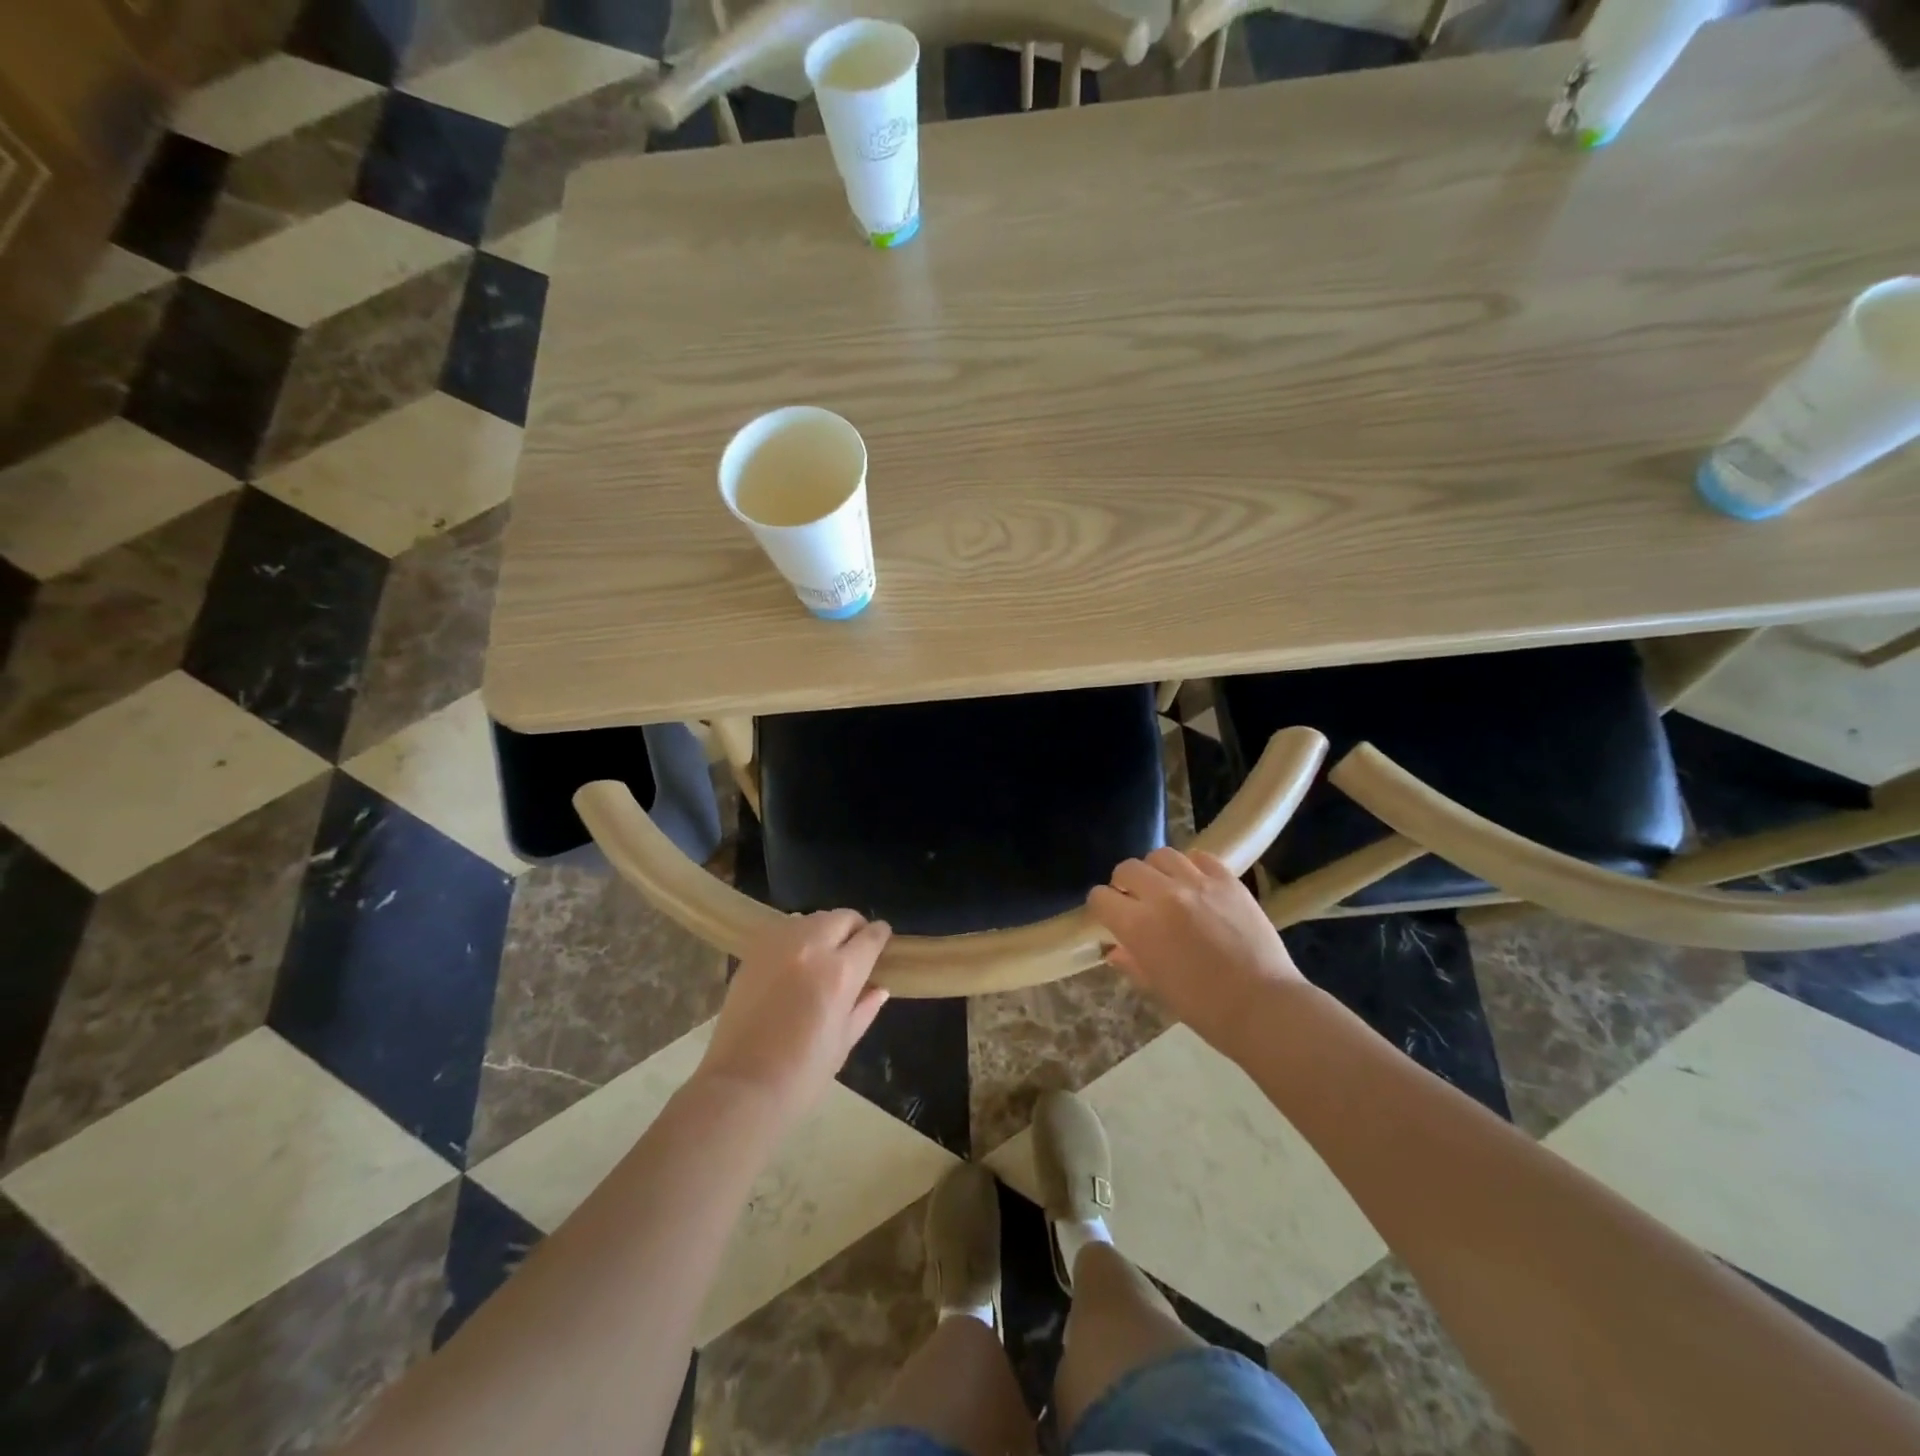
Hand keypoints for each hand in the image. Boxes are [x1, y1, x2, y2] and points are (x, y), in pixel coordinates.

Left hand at [696, 910, 891, 1124]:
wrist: (742, 1087)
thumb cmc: (802, 1075)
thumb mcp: (843, 1043)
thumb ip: (863, 1008)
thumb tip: (878, 988)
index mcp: (841, 972)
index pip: (870, 937)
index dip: (881, 936)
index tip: (882, 940)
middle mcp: (812, 947)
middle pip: (842, 918)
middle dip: (854, 928)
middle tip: (854, 948)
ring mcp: (778, 945)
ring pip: (812, 918)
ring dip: (824, 929)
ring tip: (822, 954)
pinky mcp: (753, 952)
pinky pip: (783, 929)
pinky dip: (796, 936)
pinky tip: (794, 960)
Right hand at [1088, 848, 1307, 1055]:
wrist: (1263, 1007)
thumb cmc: (1203, 1008)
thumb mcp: (1157, 987)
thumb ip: (1132, 961)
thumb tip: (1115, 949)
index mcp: (1138, 926)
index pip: (1101, 897)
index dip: (1102, 906)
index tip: (1109, 915)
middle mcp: (1162, 895)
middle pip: (1127, 868)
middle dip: (1124, 883)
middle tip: (1135, 899)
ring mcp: (1197, 883)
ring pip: (1161, 855)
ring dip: (1156, 870)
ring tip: (1166, 886)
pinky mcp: (1227, 880)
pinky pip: (1200, 857)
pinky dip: (1192, 867)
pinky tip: (1197, 885)